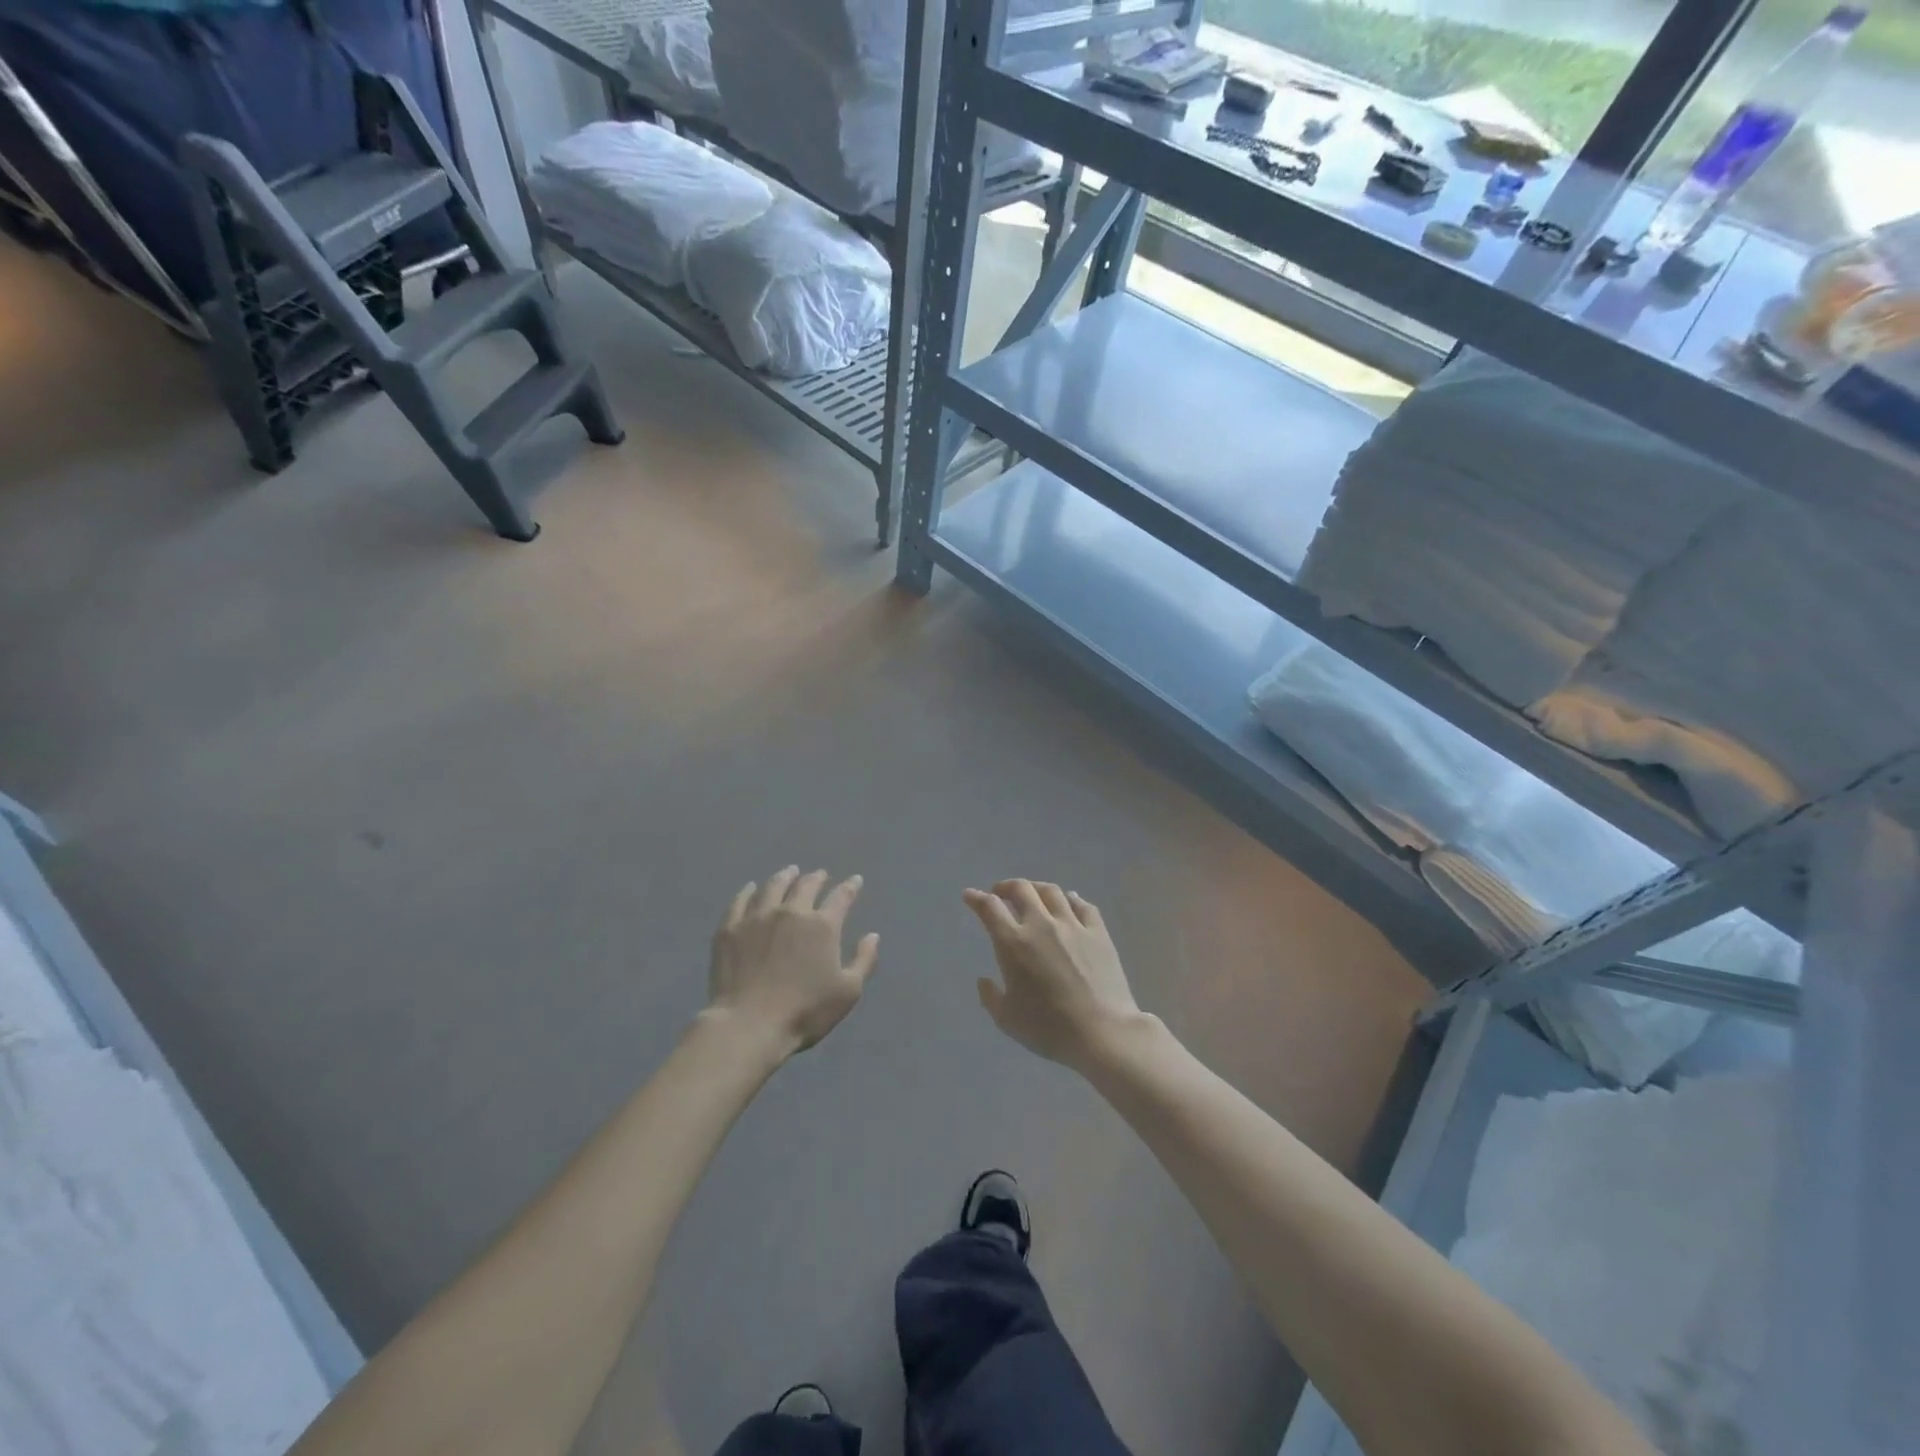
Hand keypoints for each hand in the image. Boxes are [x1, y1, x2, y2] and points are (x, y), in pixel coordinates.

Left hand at [706, 867, 878, 1057]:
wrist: (748, 1025)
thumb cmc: (804, 1012)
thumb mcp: (847, 992)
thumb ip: (864, 960)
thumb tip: (872, 935)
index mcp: (822, 925)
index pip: (841, 897)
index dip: (850, 887)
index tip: (855, 881)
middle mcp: (791, 912)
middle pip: (806, 885)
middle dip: (817, 877)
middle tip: (820, 875)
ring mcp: (758, 917)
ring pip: (773, 886)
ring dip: (785, 876)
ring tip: (790, 872)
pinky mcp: (730, 929)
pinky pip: (740, 901)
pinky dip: (749, 891)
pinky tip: (752, 888)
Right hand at [964, 880, 1143, 1071]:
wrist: (1102, 1032)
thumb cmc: (1049, 1029)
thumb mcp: (1007, 1020)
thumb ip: (991, 997)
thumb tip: (984, 981)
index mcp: (1013, 943)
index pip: (990, 908)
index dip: (976, 898)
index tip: (970, 895)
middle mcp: (1041, 924)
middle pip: (1021, 889)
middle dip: (1005, 886)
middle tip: (1000, 893)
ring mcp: (1072, 925)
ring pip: (1051, 891)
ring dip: (1036, 888)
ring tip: (1032, 893)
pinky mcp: (1098, 932)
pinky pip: (1082, 905)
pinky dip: (1071, 899)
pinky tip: (1069, 901)